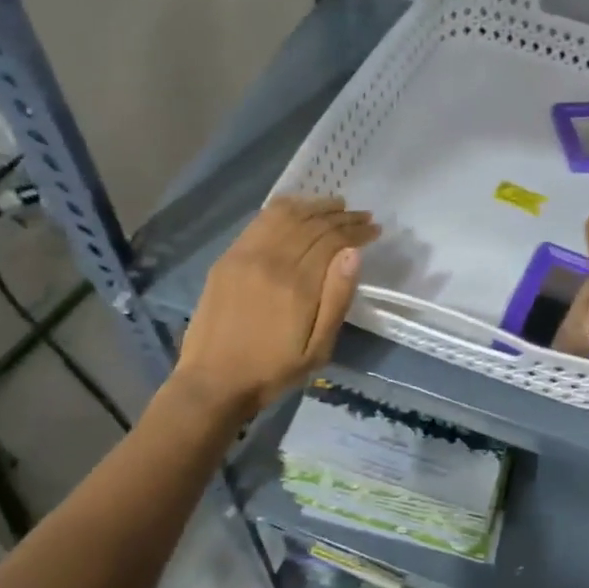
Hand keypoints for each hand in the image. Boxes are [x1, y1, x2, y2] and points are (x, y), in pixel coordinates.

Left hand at [174, 196, 378, 416]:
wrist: (213, 382)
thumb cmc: (272, 371)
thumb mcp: (318, 349)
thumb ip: (337, 299)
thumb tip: (353, 254)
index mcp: (298, 285)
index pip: (333, 240)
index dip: (357, 231)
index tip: (375, 229)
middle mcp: (272, 260)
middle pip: (312, 224)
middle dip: (342, 216)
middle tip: (362, 216)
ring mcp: (246, 255)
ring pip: (286, 215)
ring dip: (315, 206)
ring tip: (336, 205)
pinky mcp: (229, 257)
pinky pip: (260, 221)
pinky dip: (284, 208)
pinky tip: (298, 208)